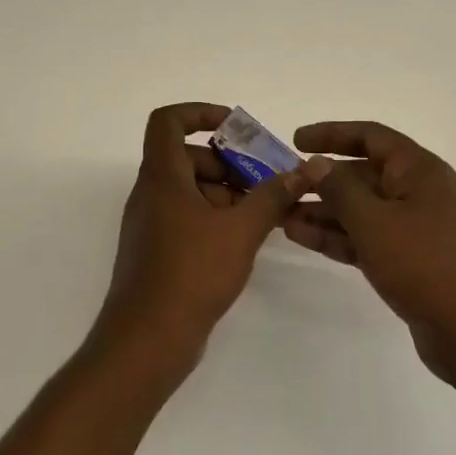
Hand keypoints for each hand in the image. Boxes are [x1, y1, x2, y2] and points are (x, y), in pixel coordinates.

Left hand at [97, 103, 325, 374]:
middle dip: (228, 161)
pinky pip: (187, 216)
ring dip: (226, 191)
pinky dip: (215, 216)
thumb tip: (309, 167)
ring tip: (263, 211)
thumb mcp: (241, 229)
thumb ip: (274, 195)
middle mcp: (151, 194)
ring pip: (190, 189)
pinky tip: (245, 238)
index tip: (236, 128)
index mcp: (162, 177)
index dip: (200, 113)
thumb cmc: (191, 273)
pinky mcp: (158, 251)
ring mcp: (152, 224)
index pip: (168, 121)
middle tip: (264, 179)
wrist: (146, 341)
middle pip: (187, 156)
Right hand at [285, 120, 455, 390]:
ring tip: (281, 216)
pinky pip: (369, 239)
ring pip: (363, 211)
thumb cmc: (427, 265)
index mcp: (420, 171)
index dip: (332, 134)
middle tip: (282, 187)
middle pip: (364, 175)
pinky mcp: (412, 263)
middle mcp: (420, 193)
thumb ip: (340, 190)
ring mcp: (417, 230)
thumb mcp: (375, 222)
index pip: (371, 137)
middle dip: (323, 181)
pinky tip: (303, 238)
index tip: (296, 141)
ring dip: (324, 212)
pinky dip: (339, 237)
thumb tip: (317, 164)